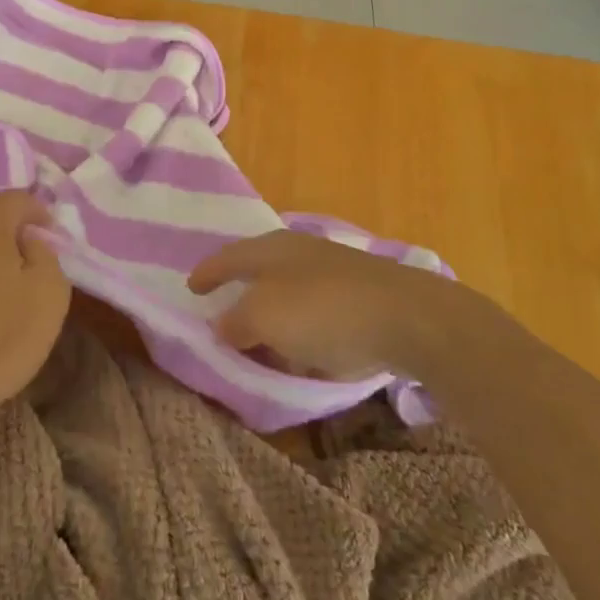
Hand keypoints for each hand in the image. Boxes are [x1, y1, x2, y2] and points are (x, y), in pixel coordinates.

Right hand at [188, 230, 461, 380]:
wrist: (408, 318)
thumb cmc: (323, 311)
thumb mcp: (265, 318)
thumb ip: (236, 322)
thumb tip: (222, 325)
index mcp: (272, 248)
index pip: (229, 256)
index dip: (208, 273)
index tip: (191, 287)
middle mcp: (300, 252)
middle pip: (261, 269)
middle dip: (242, 290)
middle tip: (224, 311)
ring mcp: (334, 271)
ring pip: (291, 291)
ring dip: (274, 313)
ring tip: (262, 339)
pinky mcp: (361, 296)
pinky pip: (318, 311)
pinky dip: (303, 327)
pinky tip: (305, 350)